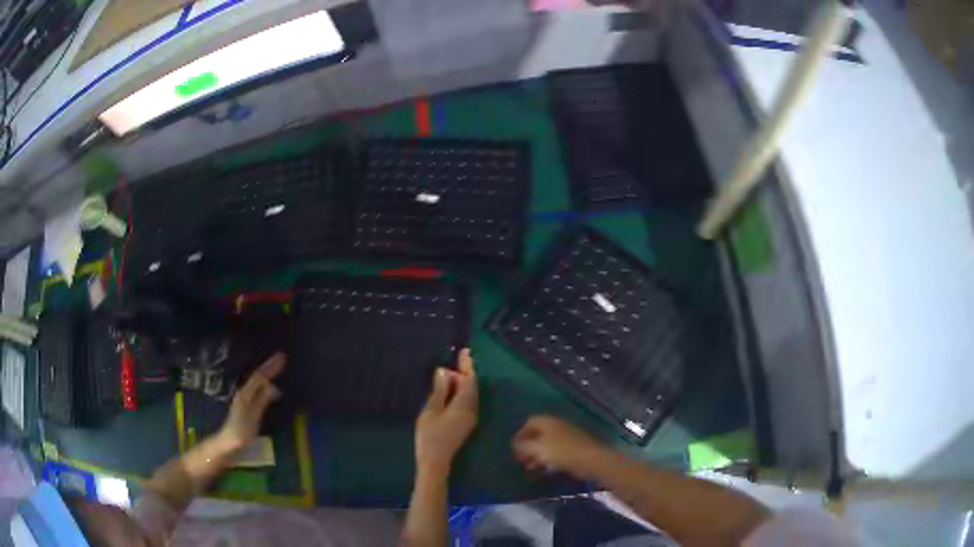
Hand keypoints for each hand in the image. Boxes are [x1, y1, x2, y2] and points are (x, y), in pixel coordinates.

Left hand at [217, 353, 285, 452]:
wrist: (228, 442)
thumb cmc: (241, 432)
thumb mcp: (253, 417)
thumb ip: (261, 401)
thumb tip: (273, 386)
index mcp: (245, 393)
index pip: (259, 376)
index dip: (270, 367)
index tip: (282, 357)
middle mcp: (244, 392)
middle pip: (257, 376)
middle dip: (269, 366)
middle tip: (281, 357)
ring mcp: (244, 397)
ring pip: (256, 380)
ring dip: (266, 371)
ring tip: (276, 365)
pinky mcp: (246, 404)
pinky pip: (257, 386)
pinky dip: (264, 381)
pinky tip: (268, 382)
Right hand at [415, 349, 477, 475]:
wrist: (435, 462)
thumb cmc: (430, 436)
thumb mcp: (431, 410)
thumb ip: (439, 390)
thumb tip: (445, 371)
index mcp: (464, 406)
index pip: (469, 380)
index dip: (467, 365)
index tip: (465, 351)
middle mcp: (471, 410)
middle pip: (472, 386)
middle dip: (465, 372)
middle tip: (456, 360)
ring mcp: (470, 418)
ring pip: (470, 394)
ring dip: (463, 382)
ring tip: (451, 372)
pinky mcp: (466, 423)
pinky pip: (467, 401)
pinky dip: (461, 391)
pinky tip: (452, 389)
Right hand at [513, 415, 609, 478]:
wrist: (590, 460)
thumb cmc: (562, 452)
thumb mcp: (538, 448)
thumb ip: (524, 446)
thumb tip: (515, 445)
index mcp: (548, 422)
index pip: (530, 422)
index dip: (520, 434)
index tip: (513, 447)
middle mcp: (557, 427)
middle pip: (537, 434)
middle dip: (527, 446)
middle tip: (519, 459)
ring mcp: (566, 438)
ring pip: (545, 444)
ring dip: (535, 455)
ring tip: (528, 468)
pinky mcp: (572, 449)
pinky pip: (555, 452)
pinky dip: (546, 459)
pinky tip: (542, 470)